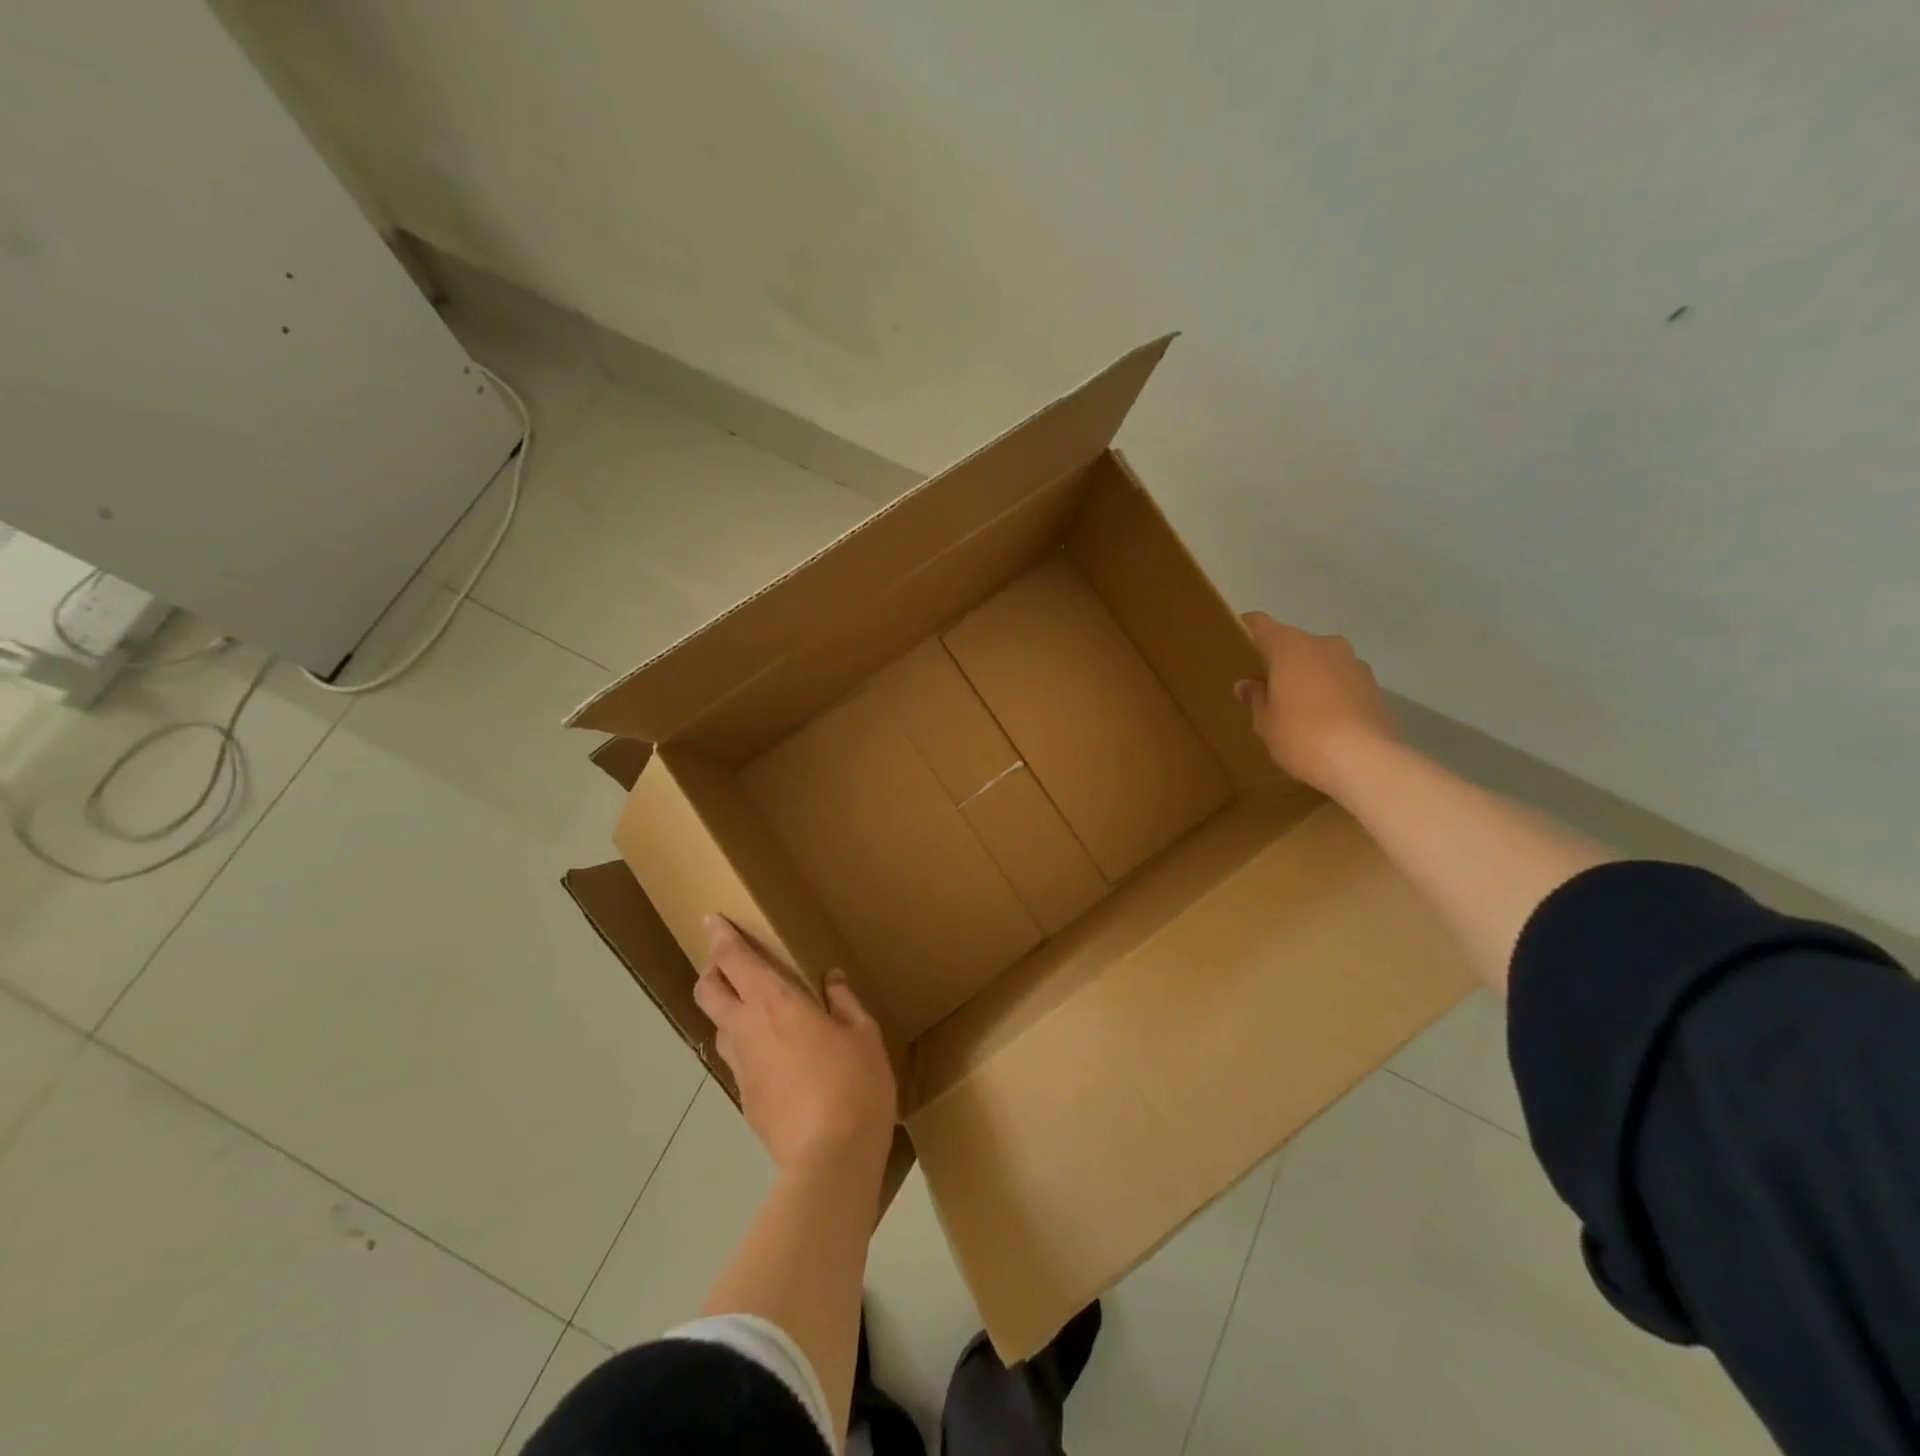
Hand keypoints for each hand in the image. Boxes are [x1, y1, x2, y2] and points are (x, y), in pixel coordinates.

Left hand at [694, 916, 896, 1173]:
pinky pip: (737, 1059)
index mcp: (774, 1002)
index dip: (721, 937)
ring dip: (727, 1008)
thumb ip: (843, 1001)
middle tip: (729, 962)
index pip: (735, 960)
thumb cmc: (853, 1083)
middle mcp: (747, 1029)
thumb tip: (831, 979)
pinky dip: (745, 1044)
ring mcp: (741, 1068)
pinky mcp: (745, 1099)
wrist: (830, 1158)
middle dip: (712, 970)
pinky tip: (774, 1055)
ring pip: (718, 1026)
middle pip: (708, 991)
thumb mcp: (862, 1033)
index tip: (712, 919)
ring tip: (754, 1007)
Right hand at [1235, 612, 1395, 792]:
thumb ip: (1255, 698)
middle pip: (1295, 644)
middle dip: (1281, 660)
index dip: (1247, 628)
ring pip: (1322, 662)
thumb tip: (1248, 685)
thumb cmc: (1300, 734)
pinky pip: (1342, 681)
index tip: (1236, 638)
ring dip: (1309, 676)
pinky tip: (1324, 719)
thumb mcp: (1265, 722)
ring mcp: (1354, 663)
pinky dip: (1331, 692)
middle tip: (1267, 685)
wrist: (1362, 760)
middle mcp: (1324, 644)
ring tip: (1298, 705)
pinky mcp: (1374, 686)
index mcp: (1290, 647)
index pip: (1261, 624)